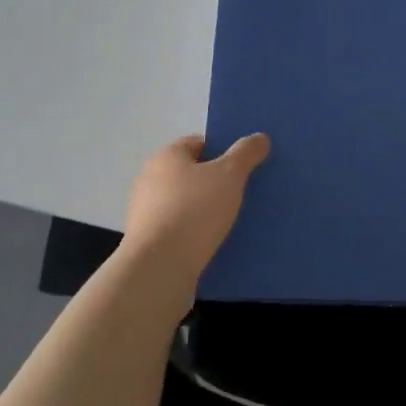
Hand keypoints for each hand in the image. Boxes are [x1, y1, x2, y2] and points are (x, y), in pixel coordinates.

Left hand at [121, 134, 269, 285]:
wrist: (159, 268)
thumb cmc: (194, 210)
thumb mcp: (230, 175)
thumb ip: (246, 153)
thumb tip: (260, 137)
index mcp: (166, 157)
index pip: (198, 143)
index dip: (222, 151)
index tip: (243, 167)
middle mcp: (150, 180)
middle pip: (191, 174)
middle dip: (215, 182)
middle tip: (242, 193)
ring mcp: (145, 213)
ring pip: (185, 204)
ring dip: (205, 210)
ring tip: (233, 221)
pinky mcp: (148, 243)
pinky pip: (179, 230)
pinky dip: (195, 233)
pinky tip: (215, 244)